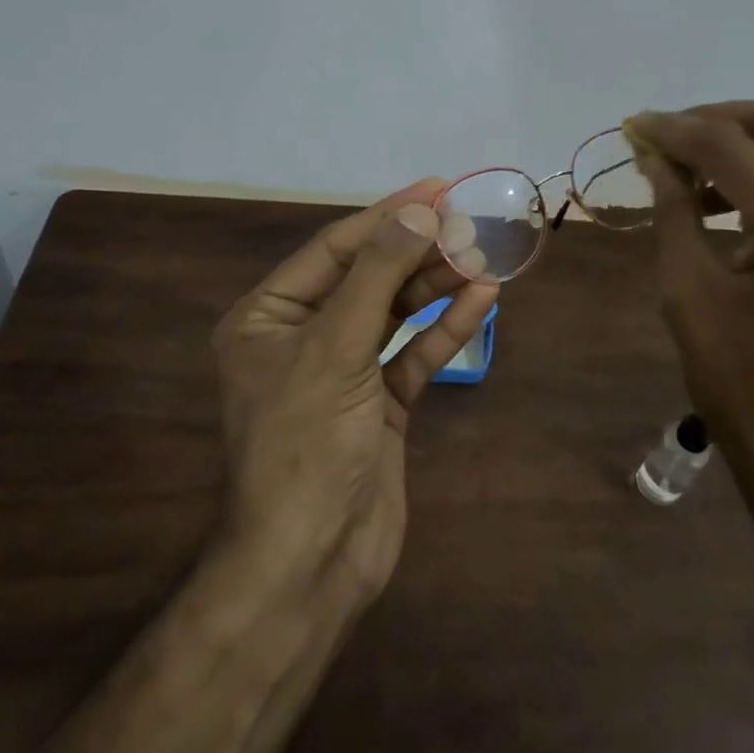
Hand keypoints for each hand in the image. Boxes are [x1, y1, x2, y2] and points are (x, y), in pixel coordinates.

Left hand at [211, 180, 498, 599]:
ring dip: (437, 285)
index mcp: (269, 317)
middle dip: (419, 251)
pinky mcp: (379, 403)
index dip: (388, 216)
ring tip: (484, 256)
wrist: (312, 563)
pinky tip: (481, 299)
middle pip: (370, 276)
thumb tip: (418, 211)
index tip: (438, 189)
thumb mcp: (336, 348)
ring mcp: (344, 371)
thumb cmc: (307, 444)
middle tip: (471, 223)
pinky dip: (445, 327)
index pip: (335, 249)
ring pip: (396, 312)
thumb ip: (377, 275)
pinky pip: (414, 352)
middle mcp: (304, 336)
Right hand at [624, 100, 753, 501]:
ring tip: (704, 177)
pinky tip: (746, 208)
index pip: (728, 146)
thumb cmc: (746, 394)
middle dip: (724, 120)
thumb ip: (674, 214)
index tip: (635, 127)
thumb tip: (655, 159)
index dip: (674, 129)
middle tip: (673, 142)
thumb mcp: (689, 298)